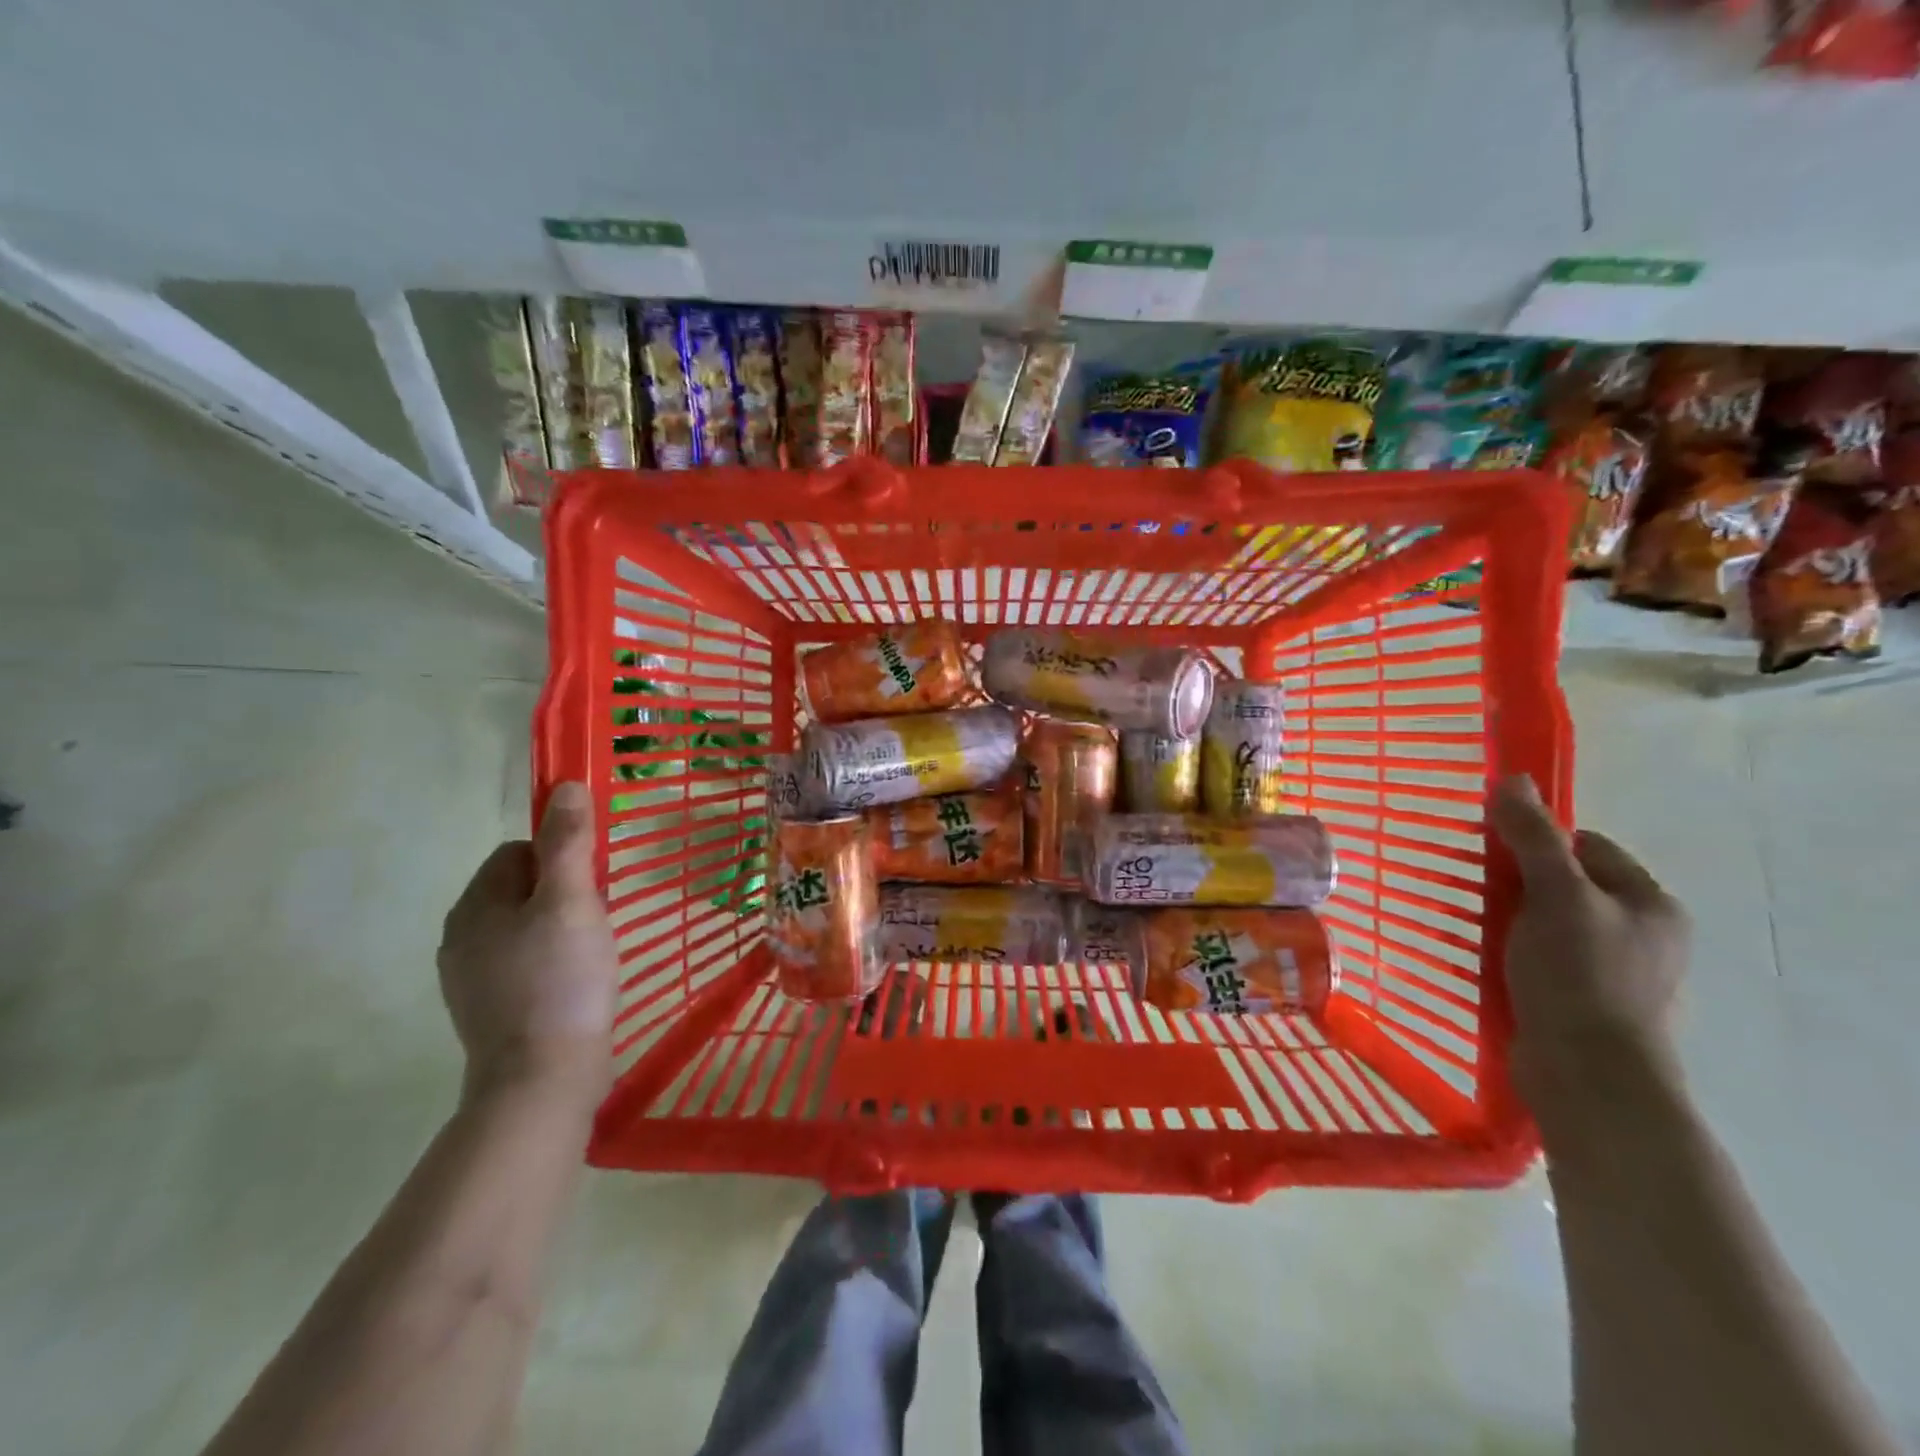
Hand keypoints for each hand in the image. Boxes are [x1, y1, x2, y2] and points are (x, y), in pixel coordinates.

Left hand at [437, 782, 619, 1106]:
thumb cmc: (561, 979)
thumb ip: (569, 842)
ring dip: (559, 930)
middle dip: (563, 896)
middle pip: (521, 889)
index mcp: (474, 905)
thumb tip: (565, 786)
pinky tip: (575, 985)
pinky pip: (523, 963)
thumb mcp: (573, 901)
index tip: (591, 888)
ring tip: (589, 956)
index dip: (560, 859)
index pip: (518, 851)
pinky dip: (550, 964)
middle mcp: (461, 937)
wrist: (541, 1079)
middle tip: (594, 923)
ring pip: (524, 928)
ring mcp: (470, 978)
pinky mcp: (488, 1010)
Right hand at [1489, 776, 1689, 1107]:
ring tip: (1471, 922)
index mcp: (1650, 904)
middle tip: (1476, 886)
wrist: (1588, 1076)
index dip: (1538, 841)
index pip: (1587, 846)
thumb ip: (1534, 838)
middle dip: (1518, 881)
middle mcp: (1641, 935)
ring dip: (1509, 918)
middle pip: (1566, 884)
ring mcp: (1613, 973)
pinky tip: (1482, 958)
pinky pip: (1540, 958)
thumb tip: (1513, 780)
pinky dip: (1510, 952)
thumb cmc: (1581, 976)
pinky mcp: (1582, 1002)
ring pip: (1548, 923)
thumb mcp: (1556, 896)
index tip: (1493, 851)